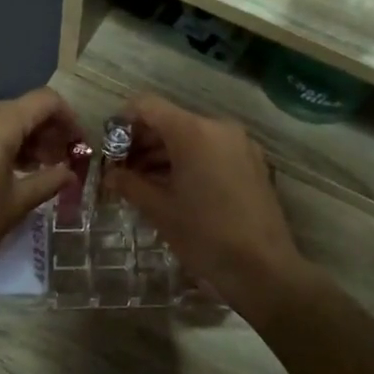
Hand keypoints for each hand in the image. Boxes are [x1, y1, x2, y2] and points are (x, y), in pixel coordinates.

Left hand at [0, 88, 79, 285]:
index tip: (78, 145)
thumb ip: (49, 180)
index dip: (69, 118)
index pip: (45, 101)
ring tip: (35, 169)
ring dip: (21, 137)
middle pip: (21, 109)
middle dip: (45, 131)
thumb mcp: (17, 203)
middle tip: (60, 161)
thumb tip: (69, 173)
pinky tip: (4, 170)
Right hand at [103, 95, 307, 319]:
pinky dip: (189, 161)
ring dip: (164, 154)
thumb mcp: (159, 210)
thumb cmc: (205, 235)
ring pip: (191, 136)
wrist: (264, 268)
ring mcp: (240, 144)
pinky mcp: (252, 162)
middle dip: (142, 142)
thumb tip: (109, 175)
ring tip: (143, 184)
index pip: (147, 105)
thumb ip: (130, 184)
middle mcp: (218, 127)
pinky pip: (211, 150)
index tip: (110, 149)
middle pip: (170, 120)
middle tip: (122, 171)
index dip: (123, 122)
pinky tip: (175, 189)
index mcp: (193, 132)